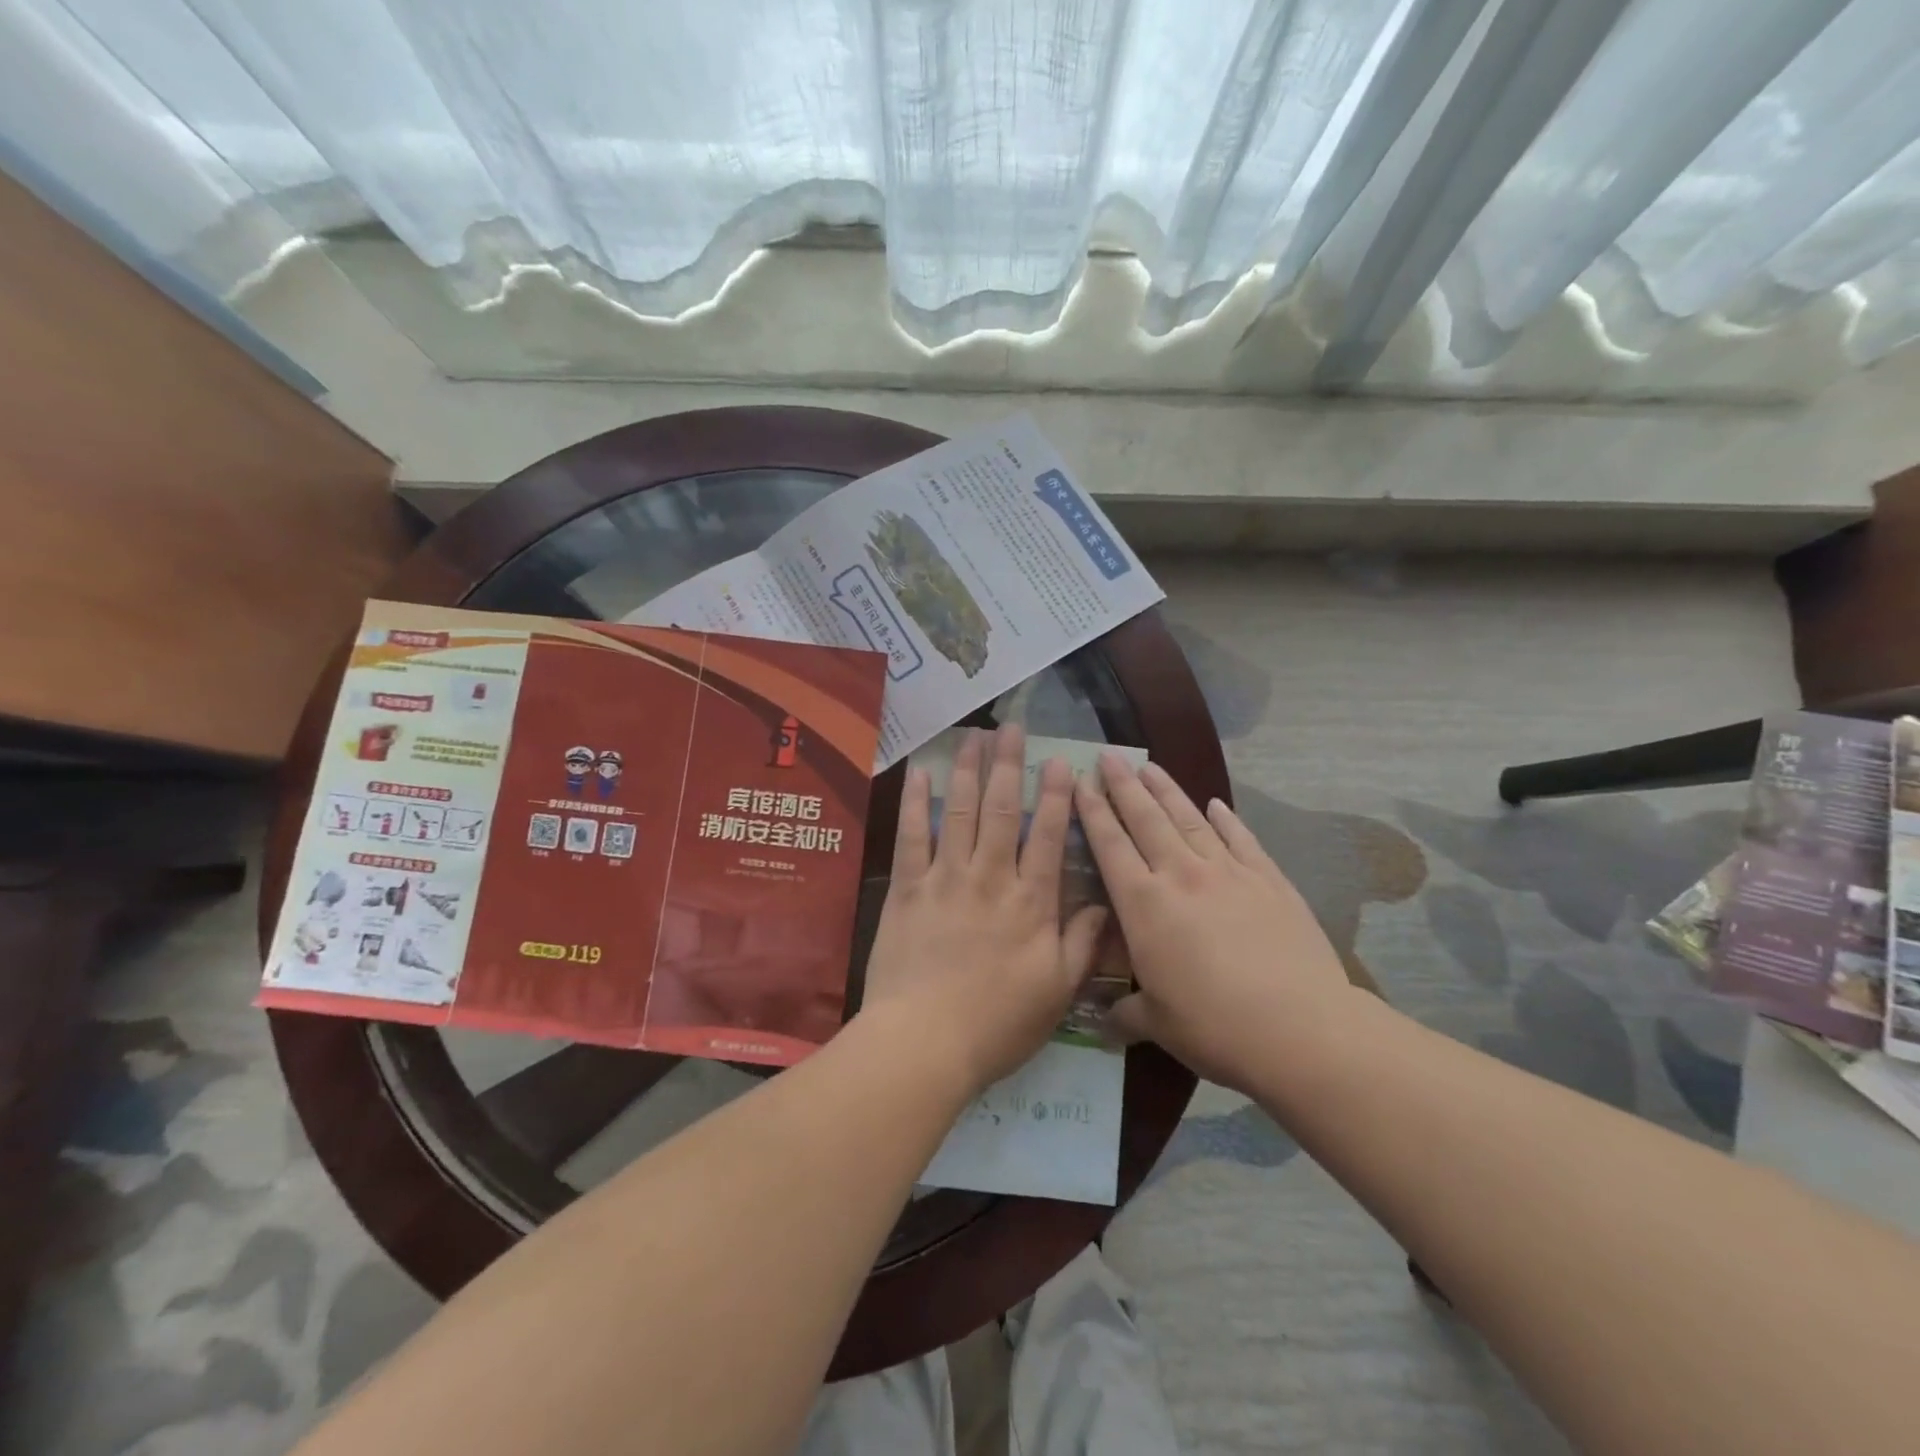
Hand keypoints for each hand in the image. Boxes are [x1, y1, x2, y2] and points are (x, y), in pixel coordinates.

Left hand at [860, 725, 1107, 1093]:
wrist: (924, 1042)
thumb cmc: (997, 1024)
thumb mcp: (1057, 992)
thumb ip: (1081, 943)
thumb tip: (1104, 904)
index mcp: (1031, 902)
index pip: (1048, 836)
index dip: (1056, 795)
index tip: (1059, 761)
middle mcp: (990, 877)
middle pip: (1001, 809)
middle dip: (1008, 764)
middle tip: (1011, 727)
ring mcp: (945, 878)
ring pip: (959, 811)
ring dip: (967, 769)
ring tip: (972, 736)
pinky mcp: (907, 889)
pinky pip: (911, 836)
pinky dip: (915, 802)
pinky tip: (920, 772)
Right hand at [1075, 753, 1356, 1093]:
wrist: (1301, 1029)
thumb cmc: (1215, 1027)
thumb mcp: (1158, 1024)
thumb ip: (1126, 1013)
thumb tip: (1103, 1022)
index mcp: (1145, 905)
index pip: (1110, 846)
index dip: (1092, 811)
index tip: (1080, 780)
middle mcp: (1182, 876)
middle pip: (1146, 819)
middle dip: (1123, 785)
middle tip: (1109, 755)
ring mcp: (1229, 873)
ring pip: (1189, 820)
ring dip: (1167, 791)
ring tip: (1150, 765)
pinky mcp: (1270, 881)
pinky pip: (1242, 840)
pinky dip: (1227, 819)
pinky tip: (1216, 803)